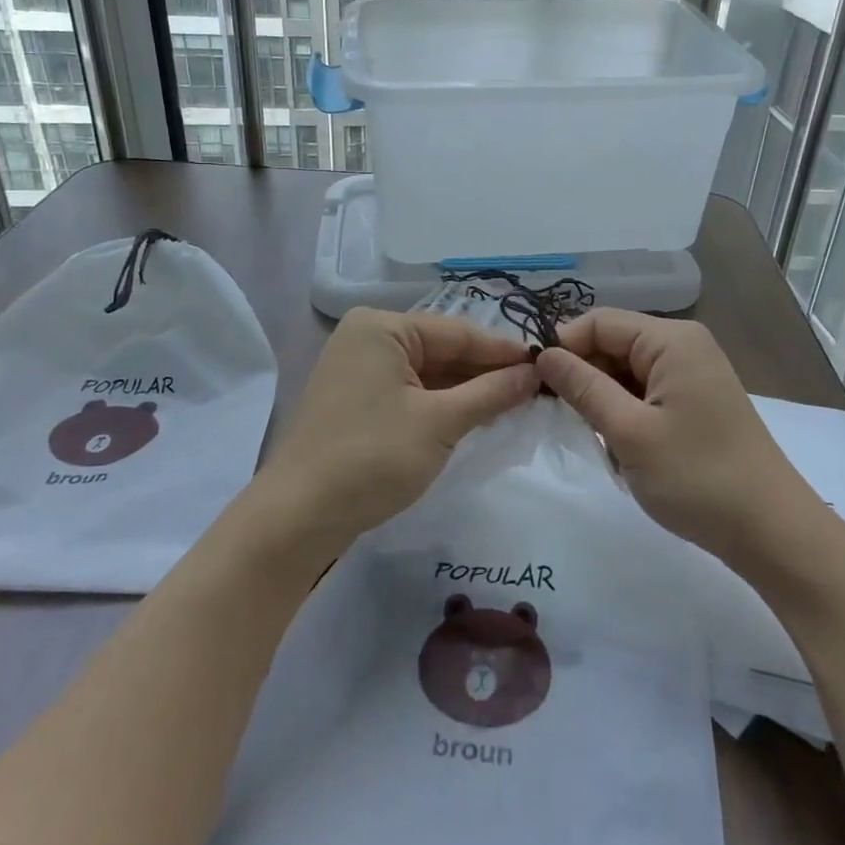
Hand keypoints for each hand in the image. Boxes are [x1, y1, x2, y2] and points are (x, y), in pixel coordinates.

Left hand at [255, 307, 537, 548]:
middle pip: (441, 349)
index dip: (504, 351)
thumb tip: (534, 373)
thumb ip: (491, 392)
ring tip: (515, 403)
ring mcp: (358, 370)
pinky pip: (410, 392)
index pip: (457, 332)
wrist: (298, 517)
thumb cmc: (372, 457)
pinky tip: (475, 416)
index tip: (547, 364)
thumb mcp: (440, 423)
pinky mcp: (356, 401)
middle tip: (537, 388)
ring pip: (427, 373)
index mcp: (382, 327)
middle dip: (486, 371)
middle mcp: (367, 338)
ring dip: (467, 390)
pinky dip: (441, 404)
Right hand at [535, 309, 811, 568]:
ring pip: (625, 372)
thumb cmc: (697, 477)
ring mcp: (691, 375)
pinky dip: (625, 415)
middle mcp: (683, 346)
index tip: (533, 384)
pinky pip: (644, 393)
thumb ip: (583, 387)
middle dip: (583, 376)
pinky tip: (621, 448)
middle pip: (613, 344)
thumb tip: (543, 355)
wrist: (771, 532)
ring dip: (603, 401)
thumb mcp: (629, 432)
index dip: (563, 346)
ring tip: (597, 438)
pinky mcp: (694, 402)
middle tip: (559, 418)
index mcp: (671, 340)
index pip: (599, 322)